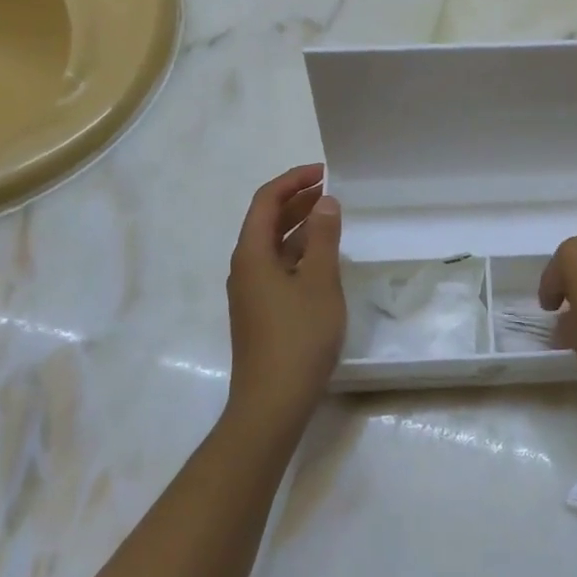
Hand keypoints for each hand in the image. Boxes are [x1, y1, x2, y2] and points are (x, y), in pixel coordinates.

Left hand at [226, 164, 345, 434]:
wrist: (272, 403)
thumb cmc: (298, 337)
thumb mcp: (319, 282)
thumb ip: (323, 238)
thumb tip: (325, 203)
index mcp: (252, 254)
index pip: (266, 201)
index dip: (293, 181)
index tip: (324, 172)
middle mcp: (245, 268)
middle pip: (266, 221)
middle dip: (297, 201)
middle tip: (332, 191)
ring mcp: (251, 293)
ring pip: (273, 246)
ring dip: (300, 227)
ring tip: (332, 218)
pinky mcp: (261, 312)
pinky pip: (278, 268)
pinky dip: (299, 253)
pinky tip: (323, 260)